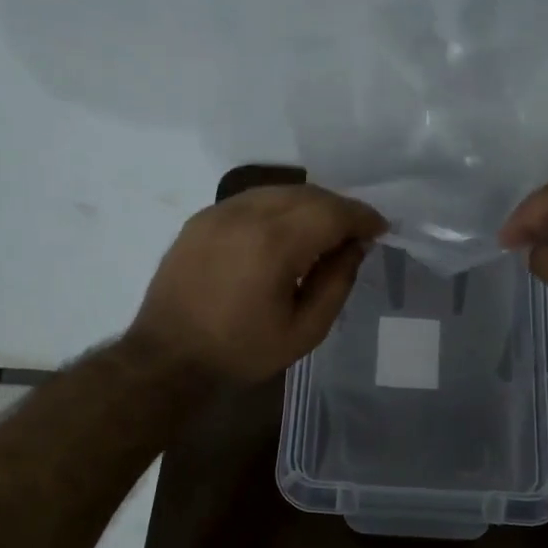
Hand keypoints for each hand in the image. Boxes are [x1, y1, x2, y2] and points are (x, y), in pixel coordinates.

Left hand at [129, 185, 387, 382]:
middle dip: (339, 208)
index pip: (331, 212)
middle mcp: (245, 215)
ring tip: (324, 231)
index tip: (380, 229)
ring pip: (279, 191)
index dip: (362, 216)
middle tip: (356, 233)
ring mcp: (218, 212)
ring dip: (310, 204)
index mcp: (273, 244)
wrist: (167, 356)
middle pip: (308, 194)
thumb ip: (336, 283)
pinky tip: (285, 231)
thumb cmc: (240, 351)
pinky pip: (252, 199)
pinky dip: (279, 207)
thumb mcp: (304, 331)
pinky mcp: (201, 218)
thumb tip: (355, 246)